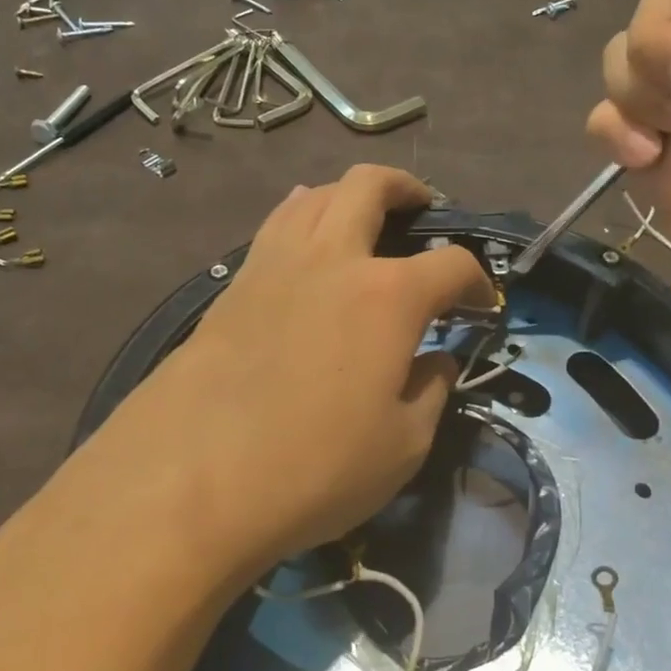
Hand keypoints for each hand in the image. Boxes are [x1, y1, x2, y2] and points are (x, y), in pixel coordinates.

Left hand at [82, 166, 493, 582]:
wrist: (187, 483)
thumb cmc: (313, 469)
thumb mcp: (402, 447)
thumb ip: (430, 393)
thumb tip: (436, 363)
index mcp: (387, 296)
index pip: (451, 265)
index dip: (477, 281)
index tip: (483, 305)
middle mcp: (332, 261)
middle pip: (370, 187)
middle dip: (407, 189)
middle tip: (423, 208)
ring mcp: (273, 266)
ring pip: (313, 196)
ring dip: (347, 195)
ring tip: (362, 219)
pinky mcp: (231, 288)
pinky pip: (274, 229)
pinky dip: (301, 222)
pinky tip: (305, 252)